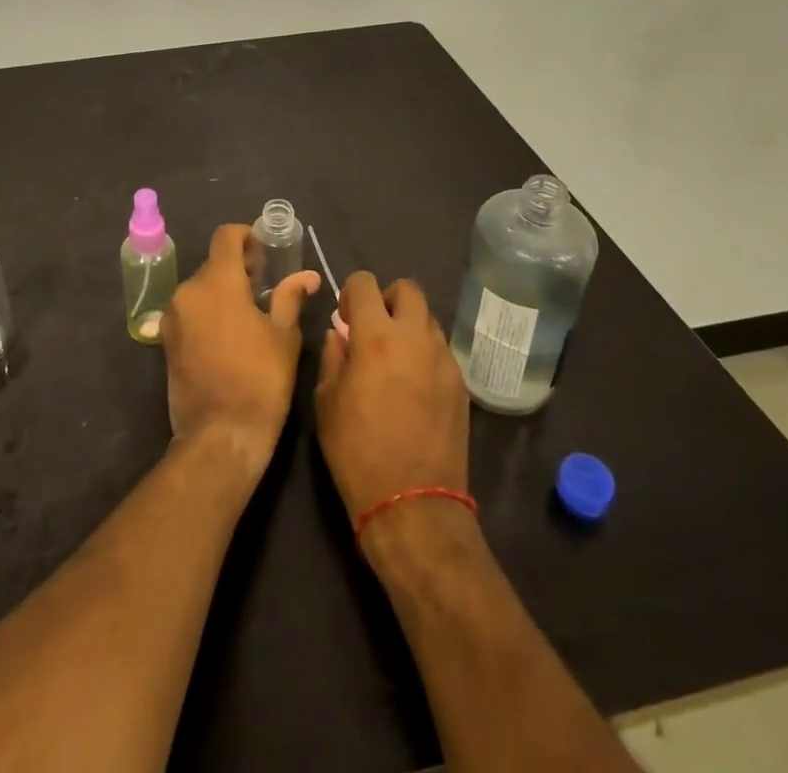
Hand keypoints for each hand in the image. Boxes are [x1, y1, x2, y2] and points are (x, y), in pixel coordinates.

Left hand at [162, 224, 320, 477]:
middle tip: (265, 285)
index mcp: (217, 282)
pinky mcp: (166, 341)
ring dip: (222, 291)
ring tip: (249, 312)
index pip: (226, 237)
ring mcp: (173, 317)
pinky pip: (190, 311)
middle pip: (213, 264)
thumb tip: (307, 276)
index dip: (246, 236)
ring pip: (200, 288)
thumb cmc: (260, 381)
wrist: (220, 436)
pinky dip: (208, 311)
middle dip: (238, 268)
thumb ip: (290, 297)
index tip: (265, 251)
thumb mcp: (284, 337)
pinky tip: (229, 334)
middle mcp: (188, 291)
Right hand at [314, 272, 469, 519]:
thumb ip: (333, 357)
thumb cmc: (357, 451)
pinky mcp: (461, 384)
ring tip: (394, 359)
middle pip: (408, 289)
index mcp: (376, 336)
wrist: (413, 504)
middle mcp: (415, 337)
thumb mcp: (327, 402)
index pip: (365, 283)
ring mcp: (444, 360)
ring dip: (408, 326)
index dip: (350, 293)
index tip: (345, 318)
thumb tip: (339, 334)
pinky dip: (424, 353)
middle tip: (373, 329)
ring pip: (427, 319)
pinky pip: (441, 351)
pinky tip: (413, 386)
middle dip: (387, 299)